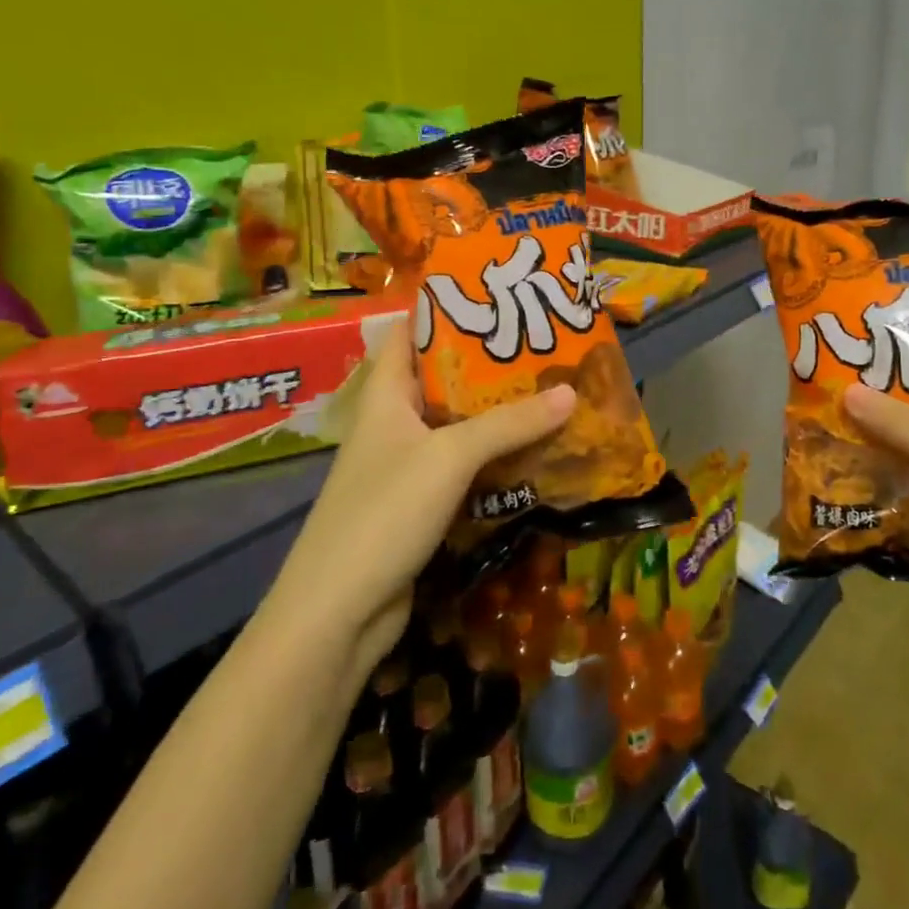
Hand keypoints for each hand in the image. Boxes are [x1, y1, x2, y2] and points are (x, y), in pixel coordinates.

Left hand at [268, 322, 574, 678]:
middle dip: (488, 364)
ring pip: (457, 427)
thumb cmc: (384, 512)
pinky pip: (464, 468)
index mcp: (384, 395)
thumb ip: (509, 423)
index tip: (494, 295)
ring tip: (551, 392)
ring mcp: (405, 467)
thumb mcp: (449, 456)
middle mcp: (393, 424)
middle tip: (542, 346)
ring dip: (498, 414)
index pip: (408, 333)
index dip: (443, 309)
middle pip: (441, 379)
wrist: (337, 613)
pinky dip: (495, 458)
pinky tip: (535, 452)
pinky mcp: (420, 505)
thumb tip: (571, 392)